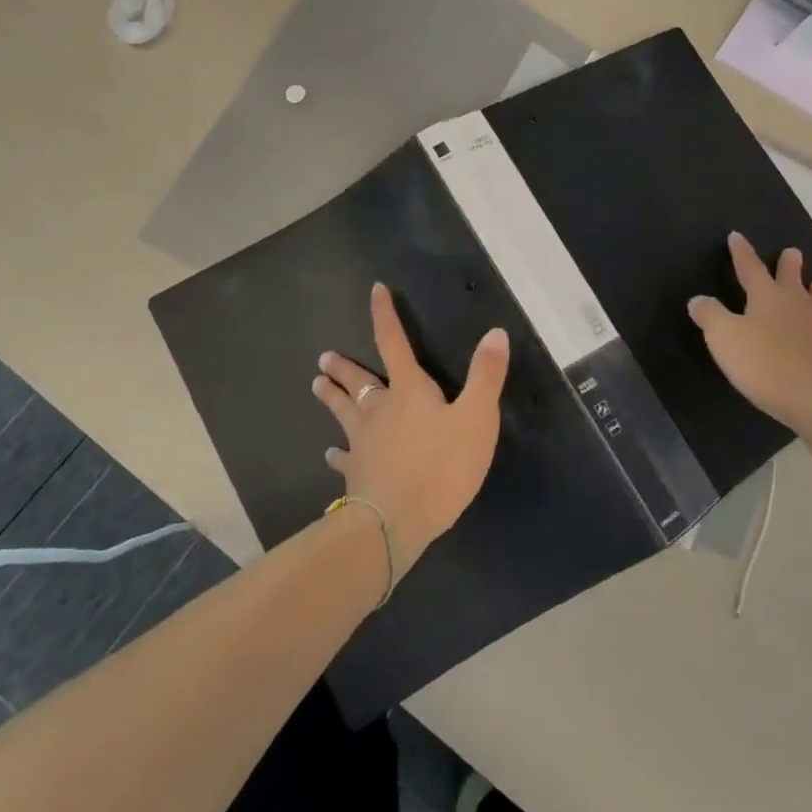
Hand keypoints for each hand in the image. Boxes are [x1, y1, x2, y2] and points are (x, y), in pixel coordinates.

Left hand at [312, 283, 509, 577]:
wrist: (396, 521)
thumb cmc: (441, 466)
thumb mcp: (477, 418)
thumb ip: (486, 375)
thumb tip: (495, 331)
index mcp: (408, 390)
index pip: (394, 342)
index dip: (385, 315)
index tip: (375, 290)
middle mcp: (380, 409)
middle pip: (359, 380)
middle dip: (344, 367)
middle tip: (323, 357)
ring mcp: (363, 442)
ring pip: (344, 412)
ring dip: (331, 397)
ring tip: (316, 385)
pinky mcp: (357, 474)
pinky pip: (343, 458)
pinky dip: (336, 454)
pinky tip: (329, 455)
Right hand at [688, 234, 811, 433]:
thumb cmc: (767, 366)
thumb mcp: (724, 340)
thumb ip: (709, 316)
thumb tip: (698, 299)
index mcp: (768, 297)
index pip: (750, 267)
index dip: (741, 252)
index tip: (737, 236)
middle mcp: (800, 303)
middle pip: (792, 277)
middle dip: (789, 264)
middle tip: (792, 252)